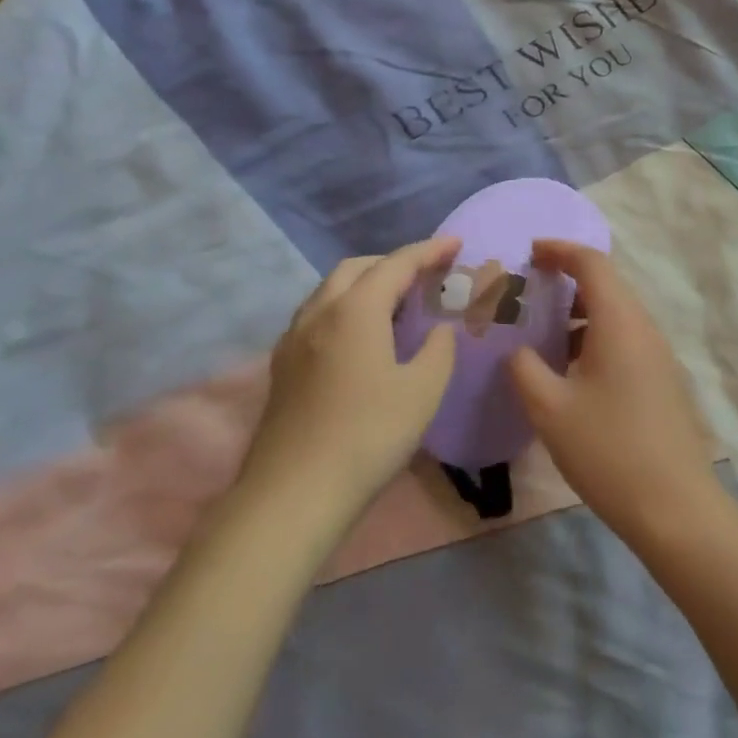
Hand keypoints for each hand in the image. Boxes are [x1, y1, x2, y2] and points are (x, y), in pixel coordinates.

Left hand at [241, 237, 460, 517]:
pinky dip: (344, 308)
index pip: (396, 264)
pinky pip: (317, 316)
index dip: (428, 250)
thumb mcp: (423, 390)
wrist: (292, 495)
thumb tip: (439, 331)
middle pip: (356, 268)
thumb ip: (439, 350)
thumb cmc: (368, 435)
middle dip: (392, 263)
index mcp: (356, 310)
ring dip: (364, 284)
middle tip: (424, 275)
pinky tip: (358, 338)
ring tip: (394, 303)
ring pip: (330, 290)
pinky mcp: (282, 367)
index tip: (455, 243)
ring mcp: (294, 340)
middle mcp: (319, 313)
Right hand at [510, 241, 721, 546]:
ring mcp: (658, 354)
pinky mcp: (662, 379)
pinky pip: (624, 339)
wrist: (675, 507)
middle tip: (527, 294)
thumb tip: (516, 349)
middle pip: (606, 285)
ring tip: (542, 334)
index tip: (529, 252)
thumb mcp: (551, 410)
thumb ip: (525, 369)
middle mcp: (644, 327)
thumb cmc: (609, 450)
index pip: (592, 263)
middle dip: (565, 281)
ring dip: (578, 314)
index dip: (559, 249)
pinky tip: (570, 371)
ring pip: (615, 314)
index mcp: (620, 321)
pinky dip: (594, 338)